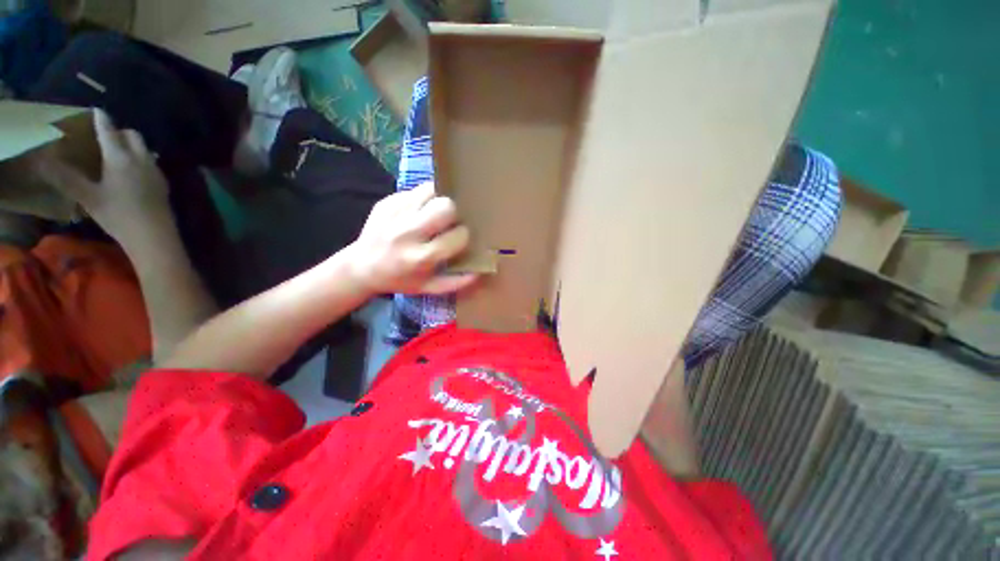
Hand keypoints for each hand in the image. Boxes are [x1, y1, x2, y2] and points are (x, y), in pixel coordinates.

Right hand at [35, 109, 170, 237]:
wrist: (153, 235)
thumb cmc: (117, 215)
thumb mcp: (87, 196)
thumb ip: (66, 178)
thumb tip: (44, 161)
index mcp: (120, 157)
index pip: (109, 131)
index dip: (102, 119)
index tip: (97, 110)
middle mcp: (141, 158)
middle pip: (133, 135)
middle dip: (119, 131)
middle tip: (105, 136)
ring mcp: (155, 170)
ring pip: (144, 148)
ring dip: (131, 145)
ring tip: (117, 152)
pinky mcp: (163, 183)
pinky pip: (151, 162)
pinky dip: (141, 158)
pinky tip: (132, 170)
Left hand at [346, 183, 478, 294]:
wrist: (360, 268)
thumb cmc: (399, 280)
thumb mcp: (428, 288)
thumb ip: (456, 282)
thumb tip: (480, 272)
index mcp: (421, 257)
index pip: (458, 235)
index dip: (464, 235)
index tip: (459, 238)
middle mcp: (408, 233)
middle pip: (446, 206)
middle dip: (455, 213)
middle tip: (451, 221)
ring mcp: (395, 214)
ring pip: (431, 191)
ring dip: (439, 200)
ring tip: (436, 211)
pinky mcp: (386, 202)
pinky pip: (415, 190)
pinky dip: (424, 197)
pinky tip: (420, 210)